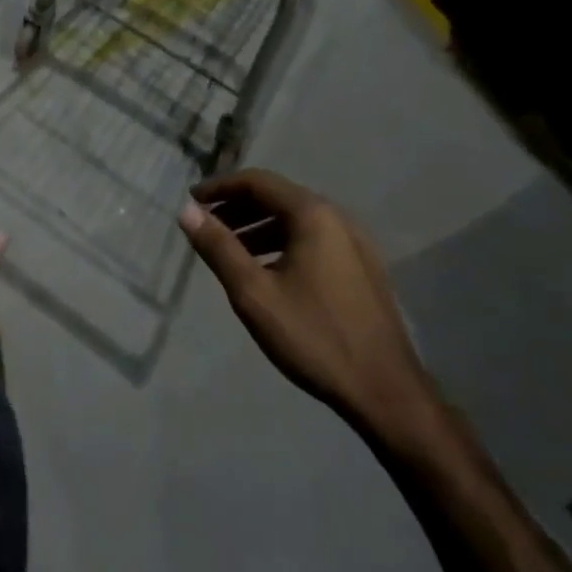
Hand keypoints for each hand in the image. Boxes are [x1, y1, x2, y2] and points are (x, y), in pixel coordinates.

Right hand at [179, 169, 436, 441]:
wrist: (384, 390)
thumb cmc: (313, 336)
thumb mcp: (254, 293)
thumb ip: (218, 247)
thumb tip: (187, 211)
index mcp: (313, 215)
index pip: (258, 182)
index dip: (220, 187)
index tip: (191, 202)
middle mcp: (338, 219)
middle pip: (278, 197)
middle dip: (238, 207)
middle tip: (206, 226)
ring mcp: (355, 244)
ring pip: (296, 220)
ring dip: (259, 227)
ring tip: (230, 251)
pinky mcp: (362, 268)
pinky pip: (313, 240)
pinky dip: (282, 243)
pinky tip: (267, 271)